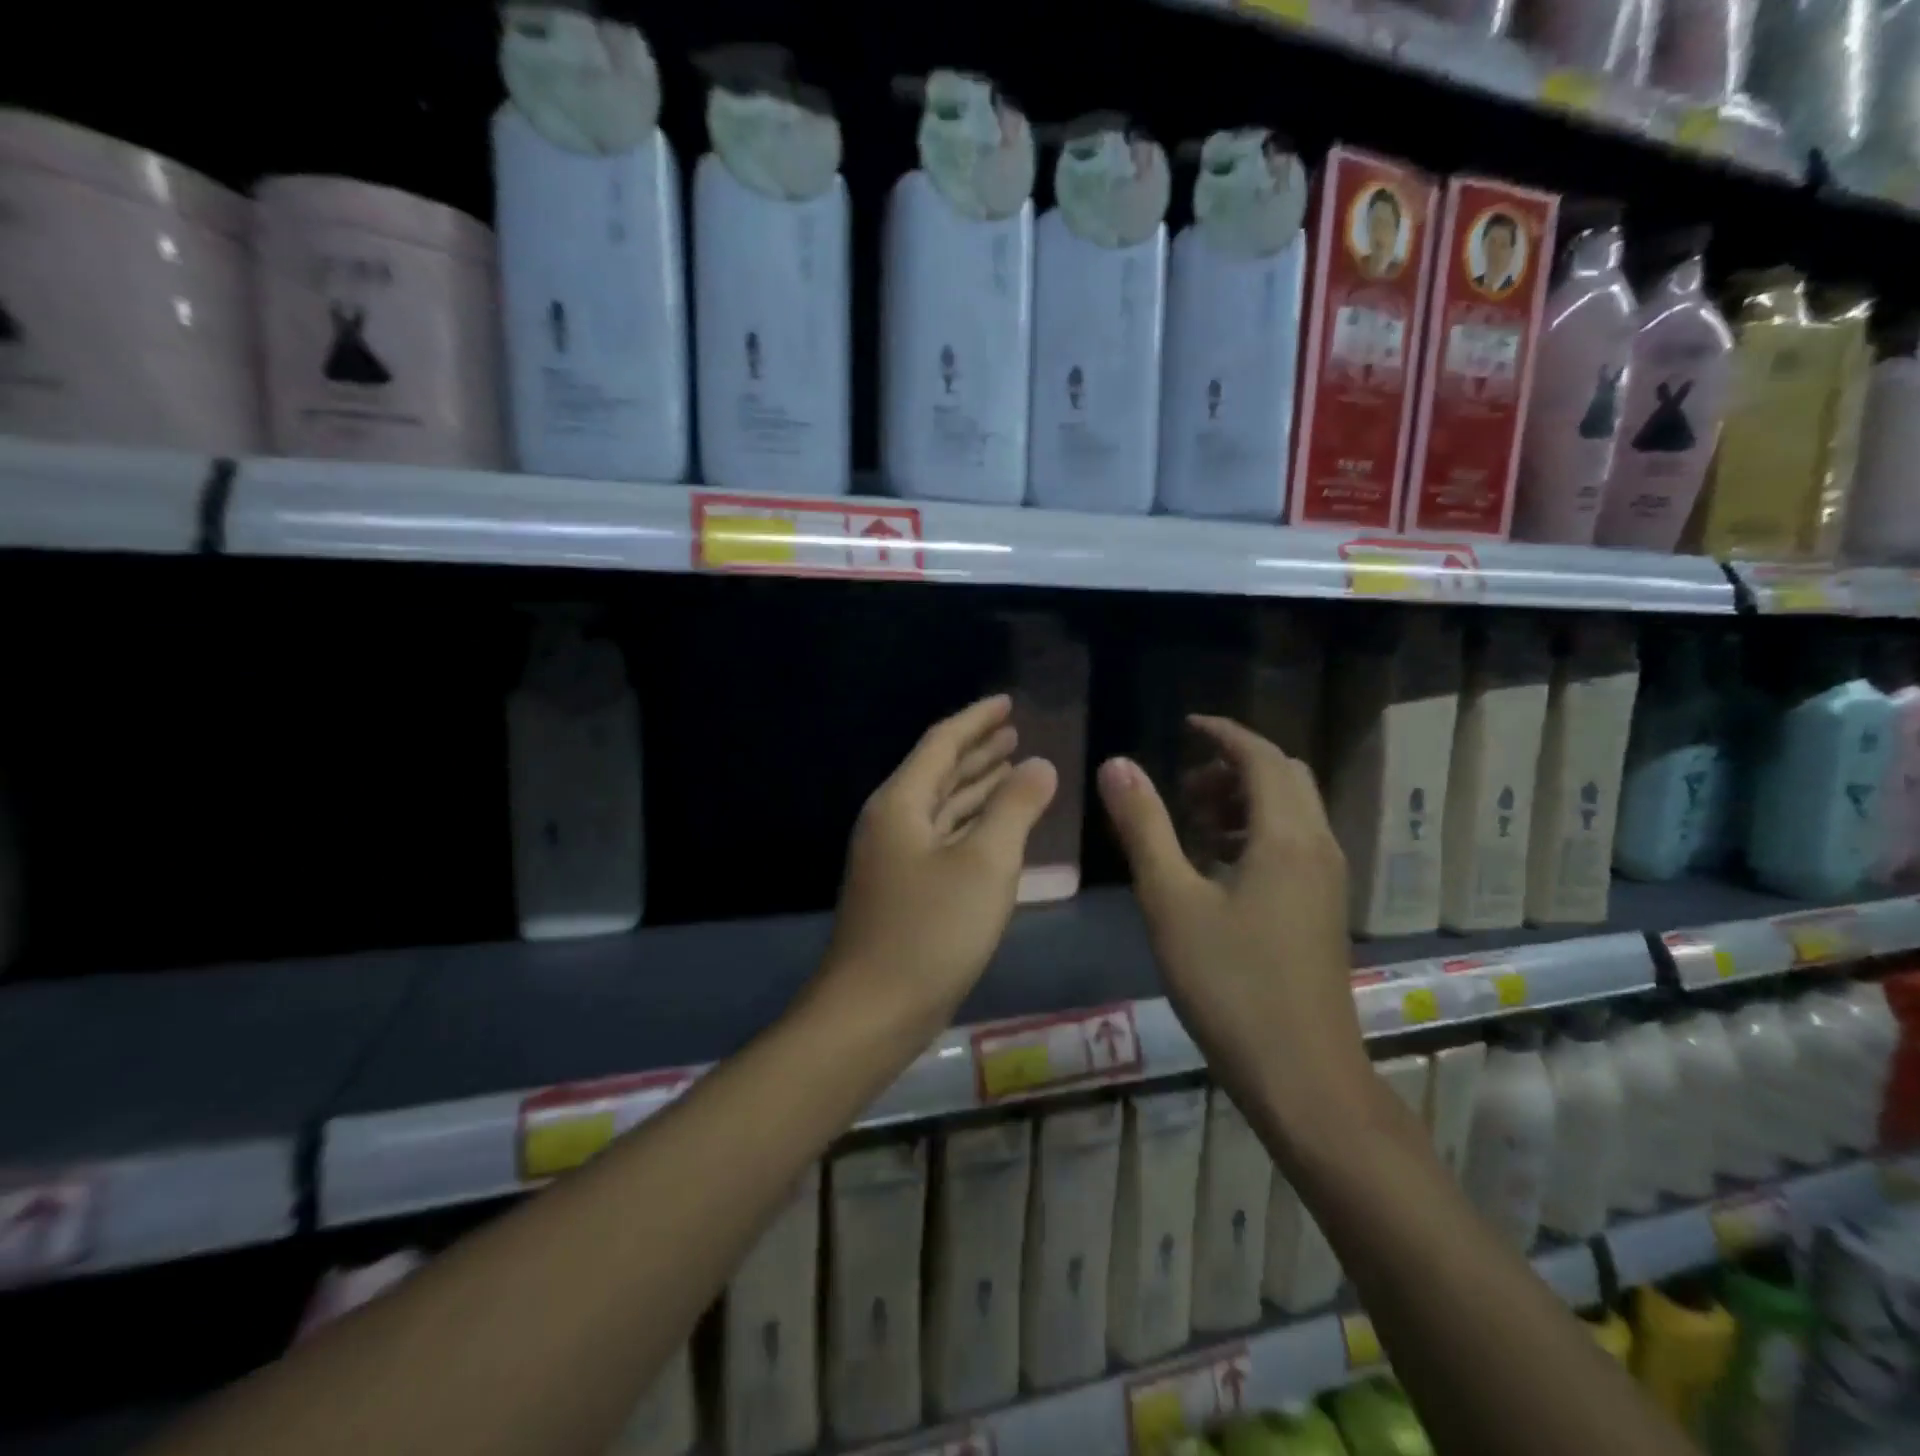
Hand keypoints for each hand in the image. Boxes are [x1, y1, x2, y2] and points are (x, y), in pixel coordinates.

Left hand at [822, 695, 1057, 1039]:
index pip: (942, 742)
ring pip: (941, 806)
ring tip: (1013, 769)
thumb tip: (1040, 764)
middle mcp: (892, 821)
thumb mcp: (986, 864)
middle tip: (1016, 734)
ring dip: (976, 787)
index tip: (1008, 702)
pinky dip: (970, 824)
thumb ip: (1015, 808)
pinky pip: (942, 838)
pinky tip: (994, 828)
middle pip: (938, 771)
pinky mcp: (902, 889)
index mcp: (901, 803)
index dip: (977, 720)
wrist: (872, 1012)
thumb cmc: (932, 932)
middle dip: (977, 751)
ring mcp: (893, 857)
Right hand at [1097, 715, 1373, 1146]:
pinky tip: (1218, 867)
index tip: (1185, 726)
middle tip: (1182, 785)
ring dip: (1246, 799)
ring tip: (1194, 824)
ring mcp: (1329, 881)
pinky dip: (1258, 831)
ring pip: (1293, 811)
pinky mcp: (1325, 910)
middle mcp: (1318, 847)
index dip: (1223, 733)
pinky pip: (1296, 843)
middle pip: (1284, 777)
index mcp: (1286, 836)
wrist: (1302, 1077)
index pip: (1260, 756)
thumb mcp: (1171, 902)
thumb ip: (1144, 827)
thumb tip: (1118, 764)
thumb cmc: (1230, 986)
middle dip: (1234, 766)